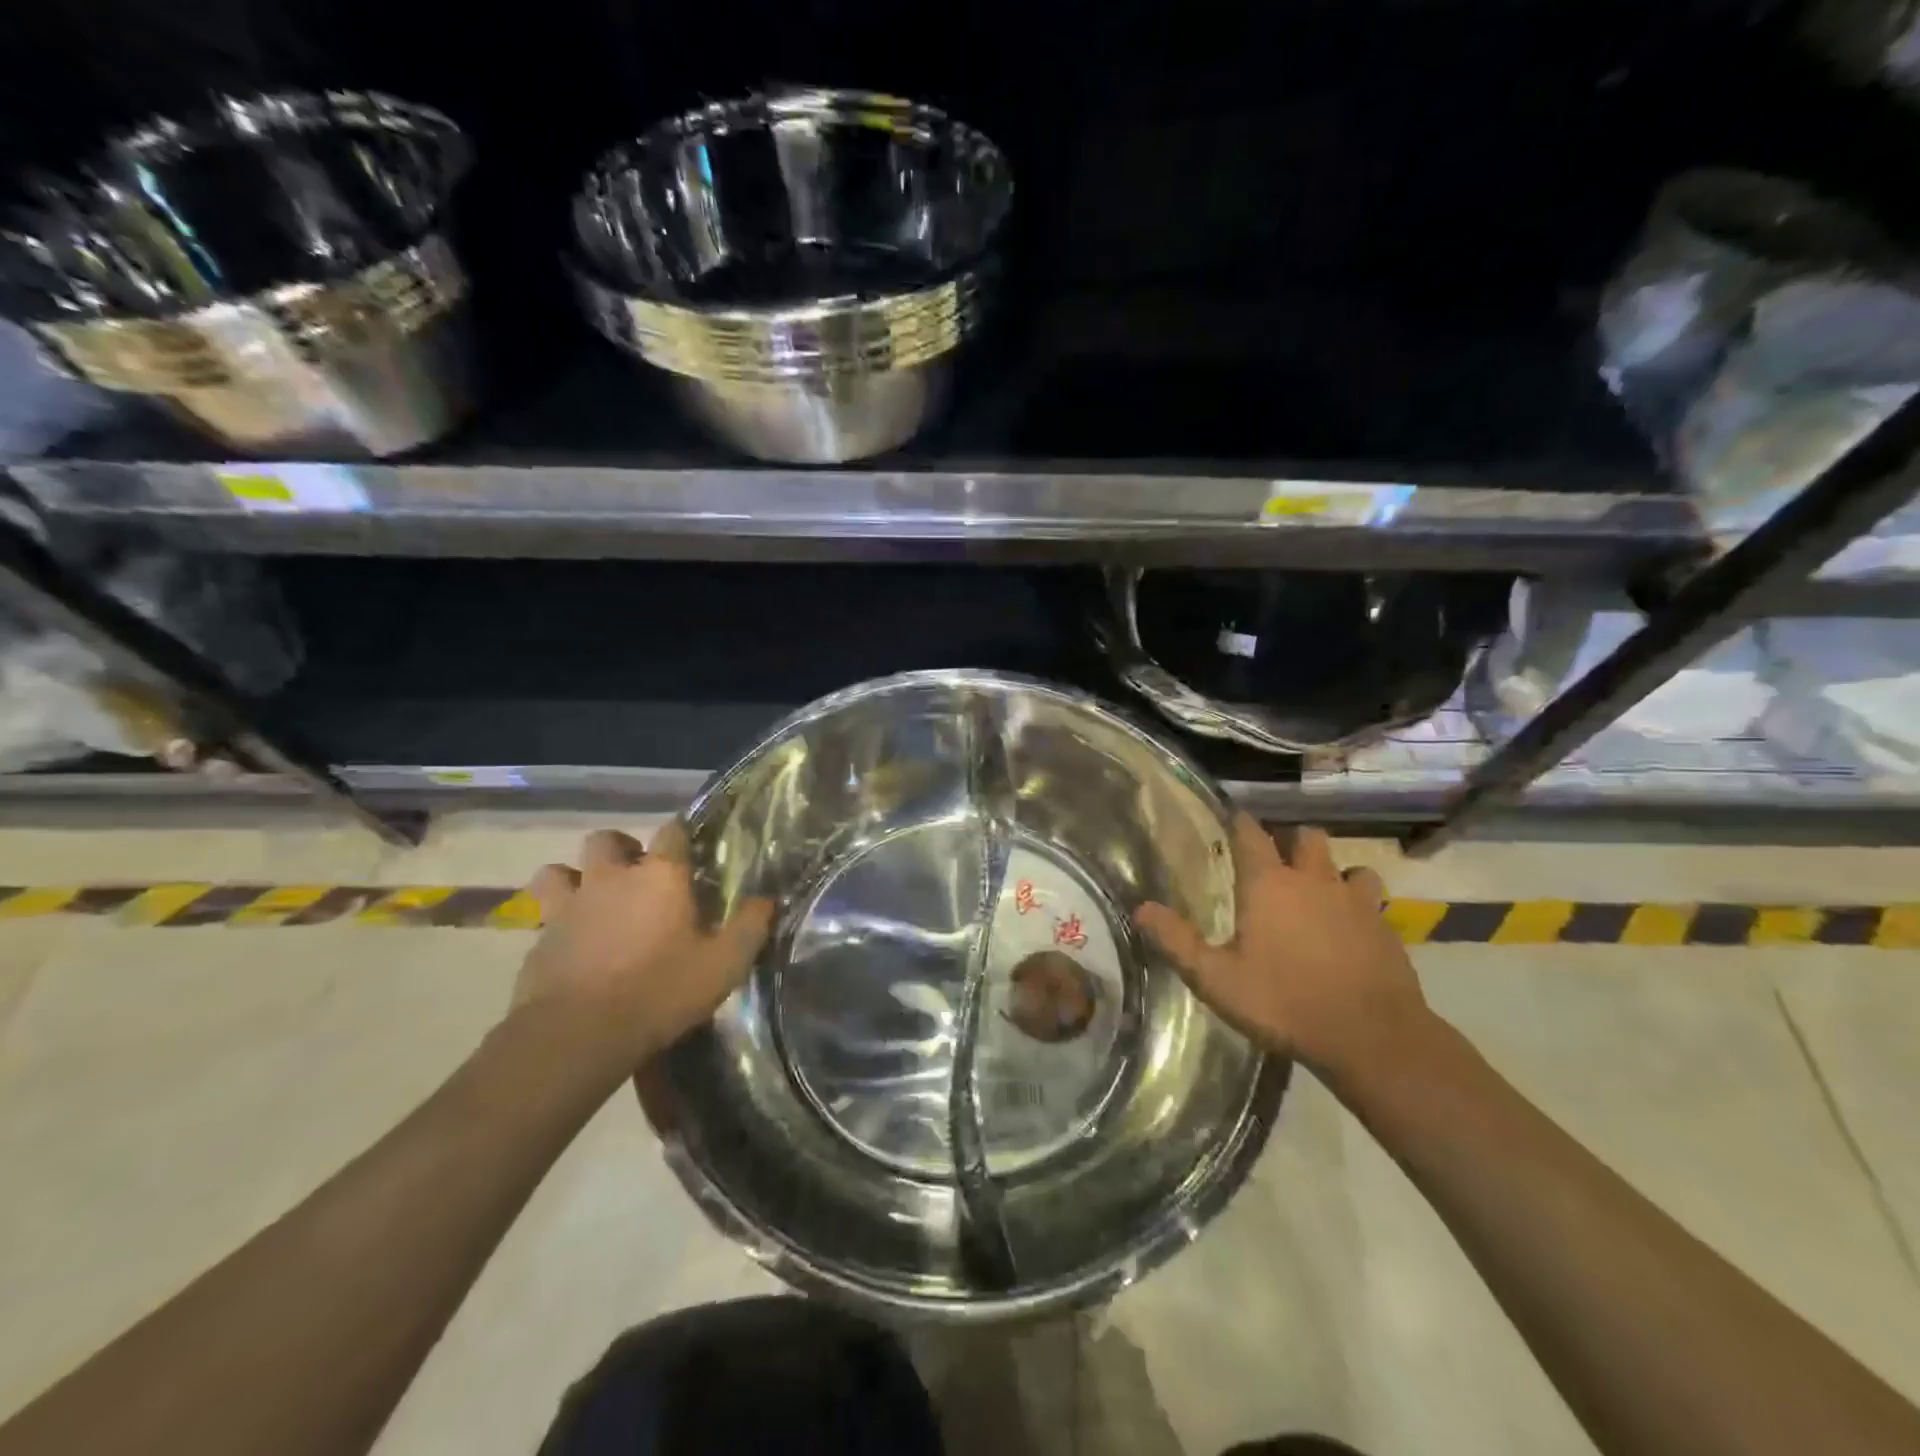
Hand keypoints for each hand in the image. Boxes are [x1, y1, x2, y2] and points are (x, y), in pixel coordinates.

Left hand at [513, 824, 774, 1073]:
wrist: (578, 1034)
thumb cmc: (661, 991)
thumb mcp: (724, 964)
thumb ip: (750, 926)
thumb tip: (766, 900)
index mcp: (660, 876)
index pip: (672, 831)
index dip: (682, 836)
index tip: (690, 851)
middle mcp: (611, 879)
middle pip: (606, 840)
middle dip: (620, 849)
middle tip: (636, 876)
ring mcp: (569, 906)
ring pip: (559, 871)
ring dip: (574, 878)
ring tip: (591, 902)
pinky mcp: (538, 939)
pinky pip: (542, 916)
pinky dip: (555, 923)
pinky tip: (569, 946)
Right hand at [1135, 815, 1427, 1076]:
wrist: (1372, 1037)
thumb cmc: (1284, 1002)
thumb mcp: (1216, 979)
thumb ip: (1177, 941)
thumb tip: (1141, 908)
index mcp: (1269, 884)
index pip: (1251, 833)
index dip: (1239, 822)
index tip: (1231, 820)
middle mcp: (1313, 880)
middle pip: (1305, 837)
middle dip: (1289, 840)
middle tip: (1274, 860)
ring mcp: (1355, 901)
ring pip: (1346, 864)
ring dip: (1331, 870)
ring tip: (1317, 890)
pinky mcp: (1386, 927)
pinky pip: (1371, 899)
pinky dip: (1358, 902)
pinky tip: (1350, 925)